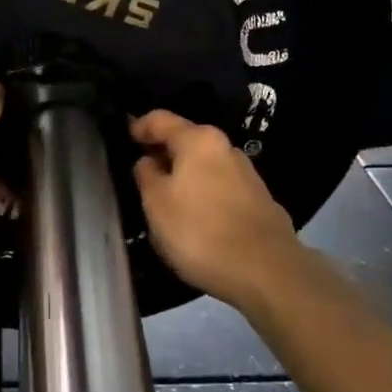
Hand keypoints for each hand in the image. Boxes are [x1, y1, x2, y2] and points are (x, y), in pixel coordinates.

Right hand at [131, 110, 302, 311]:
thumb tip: (148, 161)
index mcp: (198, 140)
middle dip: (163, 154)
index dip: (138, 126)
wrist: (267, 272)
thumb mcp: (156, 204)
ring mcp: (247, 174)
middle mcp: (226, 148)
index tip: (124, 138)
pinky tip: (196, 217)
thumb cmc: (200, 231)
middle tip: (141, 173)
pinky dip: (204, 194)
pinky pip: (221, 188)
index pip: (160, 120)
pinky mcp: (260, 201)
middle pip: (186, 141)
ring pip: (205, 166)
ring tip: (167, 199)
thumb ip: (146, 175)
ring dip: (185, 176)